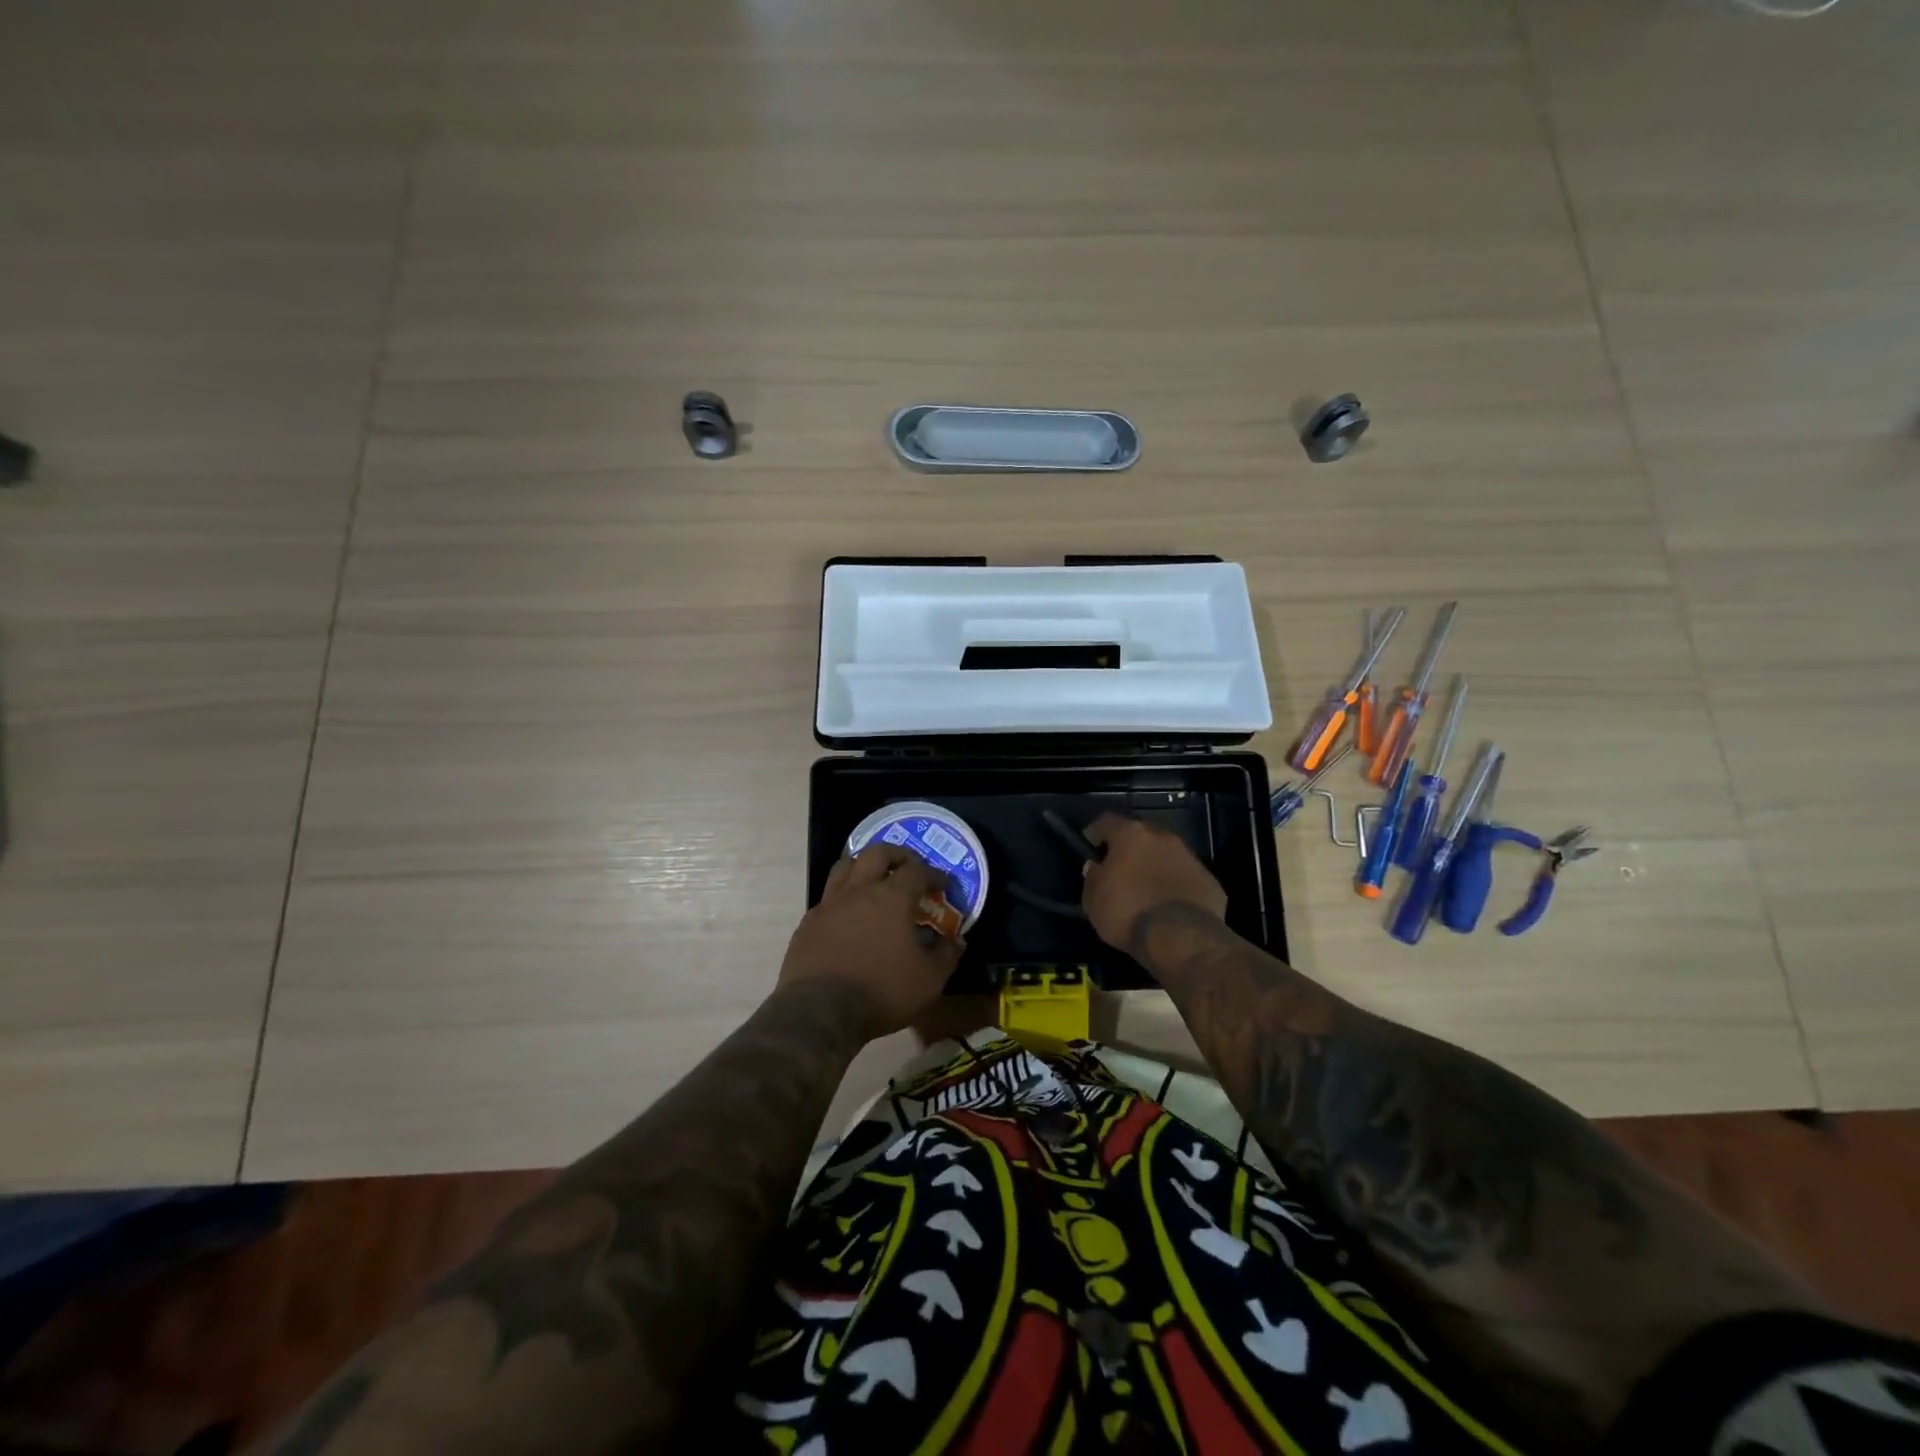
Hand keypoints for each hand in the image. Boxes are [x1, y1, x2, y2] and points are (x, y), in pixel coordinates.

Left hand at [778, 843, 964, 1038]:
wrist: (820, 1012)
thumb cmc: (882, 991)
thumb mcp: (929, 980)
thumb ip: (946, 955)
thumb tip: (956, 941)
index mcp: (892, 897)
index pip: (917, 870)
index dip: (934, 874)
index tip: (944, 885)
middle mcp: (859, 890)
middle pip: (877, 853)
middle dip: (897, 854)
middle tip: (909, 866)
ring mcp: (829, 904)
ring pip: (845, 867)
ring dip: (864, 866)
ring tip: (875, 880)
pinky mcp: (808, 923)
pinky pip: (828, 898)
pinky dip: (843, 898)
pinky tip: (849, 916)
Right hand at [1082, 813, 1227, 952]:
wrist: (1182, 938)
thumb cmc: (1128, 912)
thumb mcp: (1093, 899)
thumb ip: (1093, 877)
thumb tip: (1096, 867)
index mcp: (1131, 835)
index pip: (1107, 821)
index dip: (1096, 832)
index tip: (1089, 846)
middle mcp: (1163, 837)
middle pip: (1141, 834)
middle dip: (1129, 848)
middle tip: (1119, 867)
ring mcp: (1190, 857)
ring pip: (1166, 854)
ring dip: (1155, 865)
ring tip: (1145, 888)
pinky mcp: (1210, 881)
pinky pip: (1185, 877)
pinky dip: (1175, 885)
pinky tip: (1169, 904)